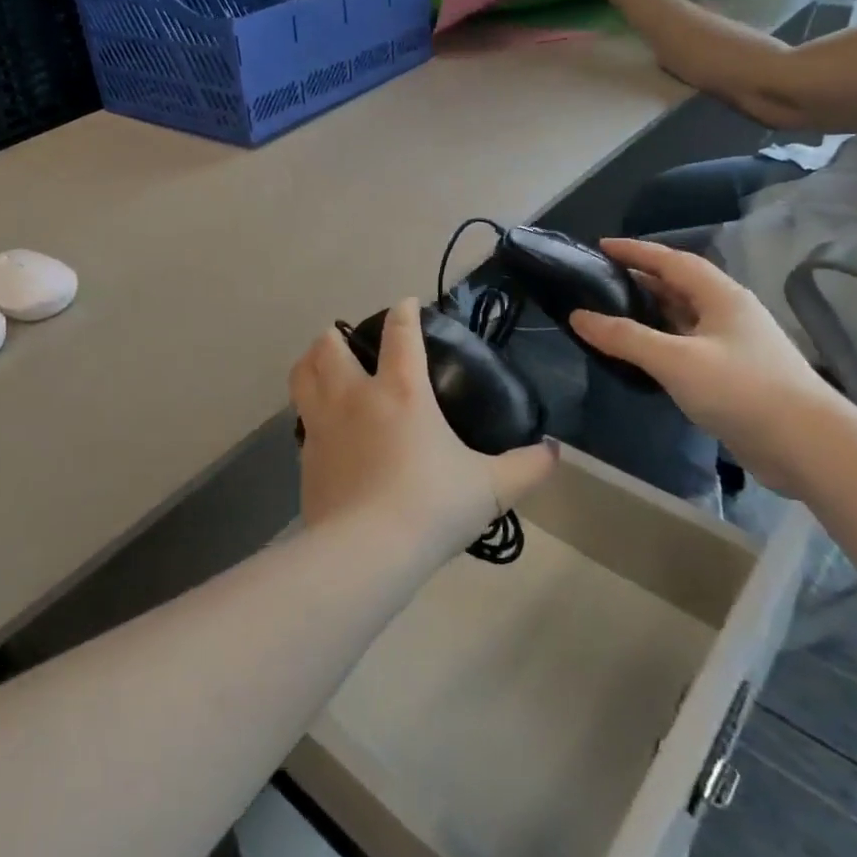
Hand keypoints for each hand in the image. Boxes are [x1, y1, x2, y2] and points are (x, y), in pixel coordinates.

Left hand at [290, 299, 556, 556]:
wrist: (366, 551)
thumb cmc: (432, 508)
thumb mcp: (491, 489)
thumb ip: (526, 467)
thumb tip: (556, 452)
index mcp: (402, 391)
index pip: (400, 332)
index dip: (403, 311)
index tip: (406, 304)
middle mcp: (355, 396)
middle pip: (330, 344)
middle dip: (338, 334)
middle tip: (353, 343)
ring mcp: (323, 423)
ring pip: (303, 372)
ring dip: (311, 360)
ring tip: (324, 364)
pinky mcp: (305, 454)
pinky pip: (300, 416)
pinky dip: (307, 407)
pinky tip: (321, 422)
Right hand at [569, 242, 836, 493]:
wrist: (807, 446)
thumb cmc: (741, 389)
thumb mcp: (675, 360)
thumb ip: (625, 337)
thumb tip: (578, 316)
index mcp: (720, 296)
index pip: (672, 261)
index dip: (636, 251)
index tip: (600, 246)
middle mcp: (728, 313)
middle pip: (678, 285)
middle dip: (640, 279)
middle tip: (599, 281)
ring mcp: (733, 345)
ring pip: (683, 317)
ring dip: (650, 312)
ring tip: (611, 312)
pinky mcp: (733, 375)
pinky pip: (687, 345)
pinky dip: (660, 342)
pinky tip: (640, 354)